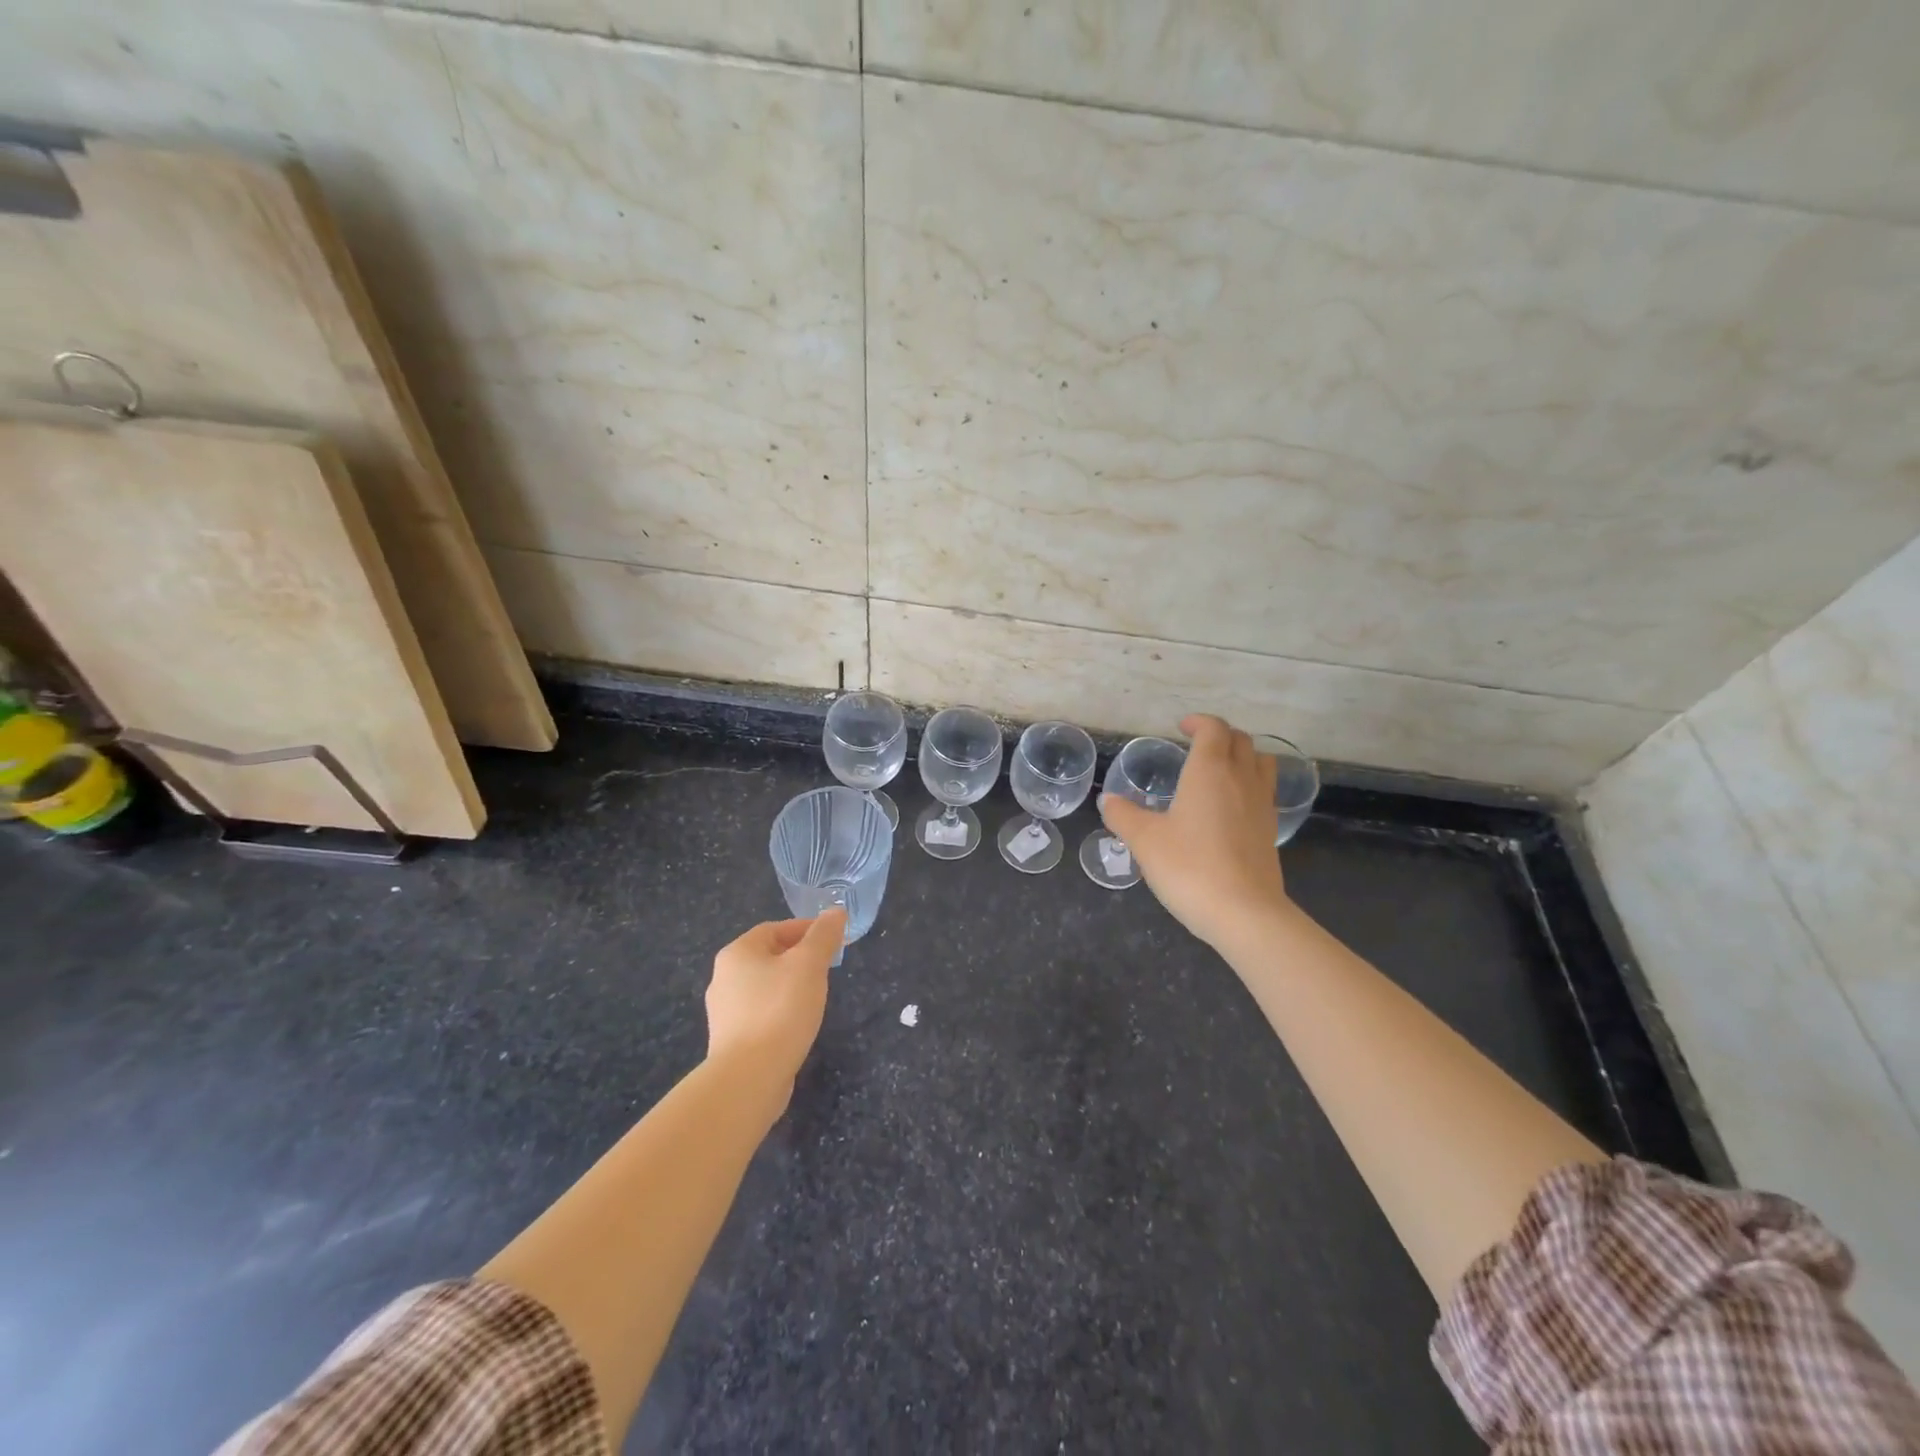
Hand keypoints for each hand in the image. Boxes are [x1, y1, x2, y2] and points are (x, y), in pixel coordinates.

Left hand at [704, 909, 845, 1108]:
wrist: (749, 1078)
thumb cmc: (780, 1010)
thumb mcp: (809, 964)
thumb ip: (823, 935)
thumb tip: (835, 912)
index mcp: (737, 953)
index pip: (775, 928)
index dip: (806, 929)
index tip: (832, 941)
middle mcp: (723, 978)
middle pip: (768, 956)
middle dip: (799, 958)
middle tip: (827, 968)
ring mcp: (724, 1012)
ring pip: (764, 986)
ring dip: (790, 985)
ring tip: (816, 997)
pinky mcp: (730, 1040)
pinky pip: (760, 1014)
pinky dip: (780, 1012)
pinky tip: (797, 1025)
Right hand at [1099, 714, 1290, 949]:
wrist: (1243, 913)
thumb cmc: (1189, 867)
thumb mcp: (1144, 840)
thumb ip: (1123, 815)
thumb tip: (1109, 800)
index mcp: (1209, 771)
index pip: (1213, 729)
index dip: (1198, 723)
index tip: (1182, 727)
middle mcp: (1241, 779)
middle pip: (1241, 741)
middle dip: (1220, 736)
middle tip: (1197, 746)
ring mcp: (1261, 805)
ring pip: (1261, 763)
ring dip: (1242, 757)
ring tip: (1220, 771)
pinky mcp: (1270, 831)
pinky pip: (1264, 792)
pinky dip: (1249, 786)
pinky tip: (1230, 808)